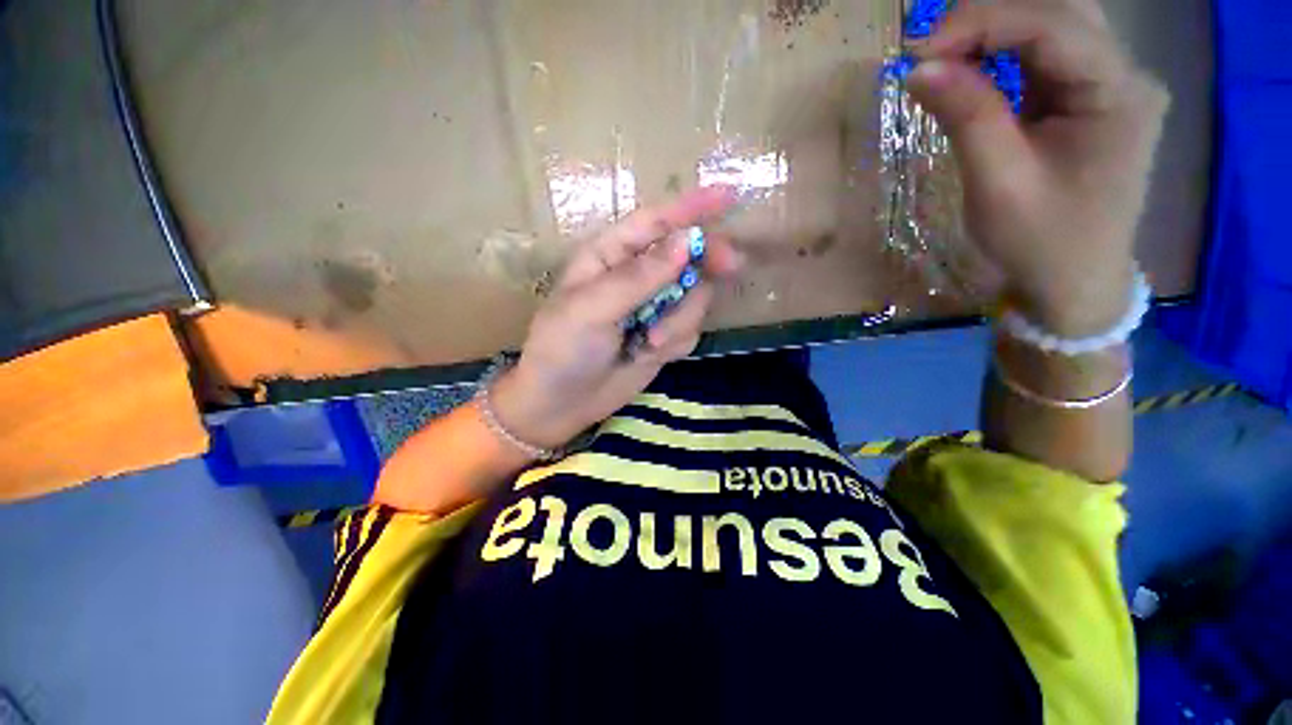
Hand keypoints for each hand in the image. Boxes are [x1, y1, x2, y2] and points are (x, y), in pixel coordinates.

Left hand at [490, 187, 742, 450]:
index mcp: (610, 255)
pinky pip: (691, 328)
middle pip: (687, 255)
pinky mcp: (664, 335)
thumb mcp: (592, 308)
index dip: (691, 207)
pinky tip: (650, 355)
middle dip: (707, 262)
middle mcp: (636, 276)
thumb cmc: (563, 348)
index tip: (730, 195)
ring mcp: (654, 307)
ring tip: (648, 343)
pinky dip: (676, 341)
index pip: (655, 222)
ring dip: (680, 319)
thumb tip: (686, 241)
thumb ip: (639, 277)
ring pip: (695, 297)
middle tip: (730, 266)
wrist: (562, 404)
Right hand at [907, 0, 1169, 335]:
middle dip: (988, 19)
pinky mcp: (1090, 98)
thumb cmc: (1040, 243)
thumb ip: (966, 117)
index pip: (1052, 25)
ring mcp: (1110, 85)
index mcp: (1118, 94)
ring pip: (1053, 26)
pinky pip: (1046, 56)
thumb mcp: (998, 184)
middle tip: (931, 52)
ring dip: (994, 33)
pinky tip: (972, 73)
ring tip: (945, 61)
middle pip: (1059, 11)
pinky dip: (1003, 55)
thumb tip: (920, 68)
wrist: (1072, 282)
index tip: (918, 54)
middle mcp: (1124, 75)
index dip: (981, 22)